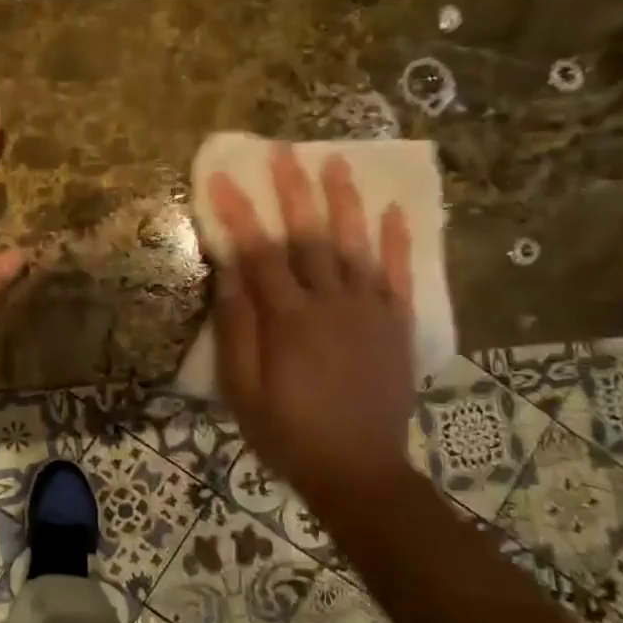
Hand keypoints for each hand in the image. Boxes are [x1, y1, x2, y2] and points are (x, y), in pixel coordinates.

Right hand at [209, 145, 416, 504]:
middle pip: (309, 236)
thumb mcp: (243, 392)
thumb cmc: (289, 433)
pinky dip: (396, 241)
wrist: (359, 471)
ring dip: (344, 200)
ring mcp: (369, 311)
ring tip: (335, 161)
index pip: (259, 254)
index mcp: (288, 320)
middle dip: (293, 190)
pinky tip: (394, 211)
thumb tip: (228, 275)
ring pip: (355, 245)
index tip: (224, 178)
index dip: (240, 213)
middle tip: (284, 151)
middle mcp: (330, 304)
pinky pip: (397, 275)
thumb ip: (237, 331)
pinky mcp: (395, 325)